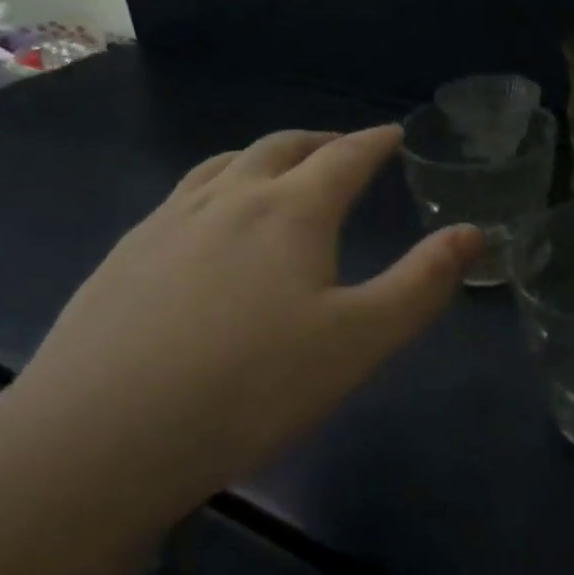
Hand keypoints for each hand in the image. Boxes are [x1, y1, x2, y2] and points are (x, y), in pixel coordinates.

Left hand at [16, 126, 480, 490]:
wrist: (100, 440)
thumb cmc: (251, 386)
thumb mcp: (360, 340)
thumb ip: (423, 283)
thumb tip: (473, 233)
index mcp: (291, 211)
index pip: (345, 156)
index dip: (376, 142)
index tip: (396, 134)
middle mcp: (228, 199)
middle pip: (282, 148)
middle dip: (322, 142)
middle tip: (345, 149)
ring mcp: (167, 223)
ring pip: (225, 165)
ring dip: (264, 157)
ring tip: (281, 171)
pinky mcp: (124, 256)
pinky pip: (182, 197)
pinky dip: (216, 187)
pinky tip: (209, 224)